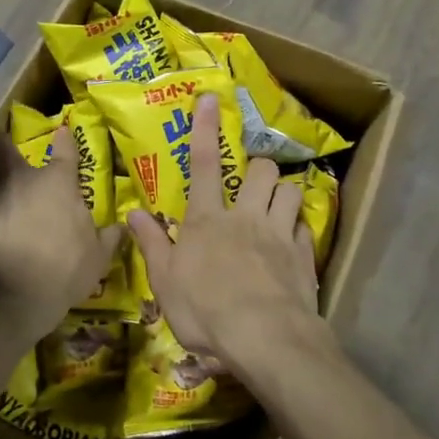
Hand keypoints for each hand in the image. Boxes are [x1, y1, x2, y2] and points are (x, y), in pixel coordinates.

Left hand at [0, 125, 121, 339]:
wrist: (11, 297)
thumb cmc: (63, 270)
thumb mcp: (97, 258)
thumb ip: (108, 238)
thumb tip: (121, 227)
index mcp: (57, 182)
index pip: (64, 149)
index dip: (65, 139)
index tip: (63, 131)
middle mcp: (21, 180)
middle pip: (1, 147)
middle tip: (1, 148)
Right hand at [126, 93, 324, 382]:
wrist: (265, 338)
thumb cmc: (206, 311)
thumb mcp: (165, 282)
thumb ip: (152, 243)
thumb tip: (133, 212)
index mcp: (207, 220)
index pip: (203, 163)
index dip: (206, 128)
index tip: (211, 99)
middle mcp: (245, 216)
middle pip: (260, 171)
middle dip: (257, 167)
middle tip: (250, 182)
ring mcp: (278, 233)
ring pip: (290, 191)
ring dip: (282, 193)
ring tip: (275, 205)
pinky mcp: (303, 255)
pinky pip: (305, 226)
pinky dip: (298, 227)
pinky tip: (292, 240)